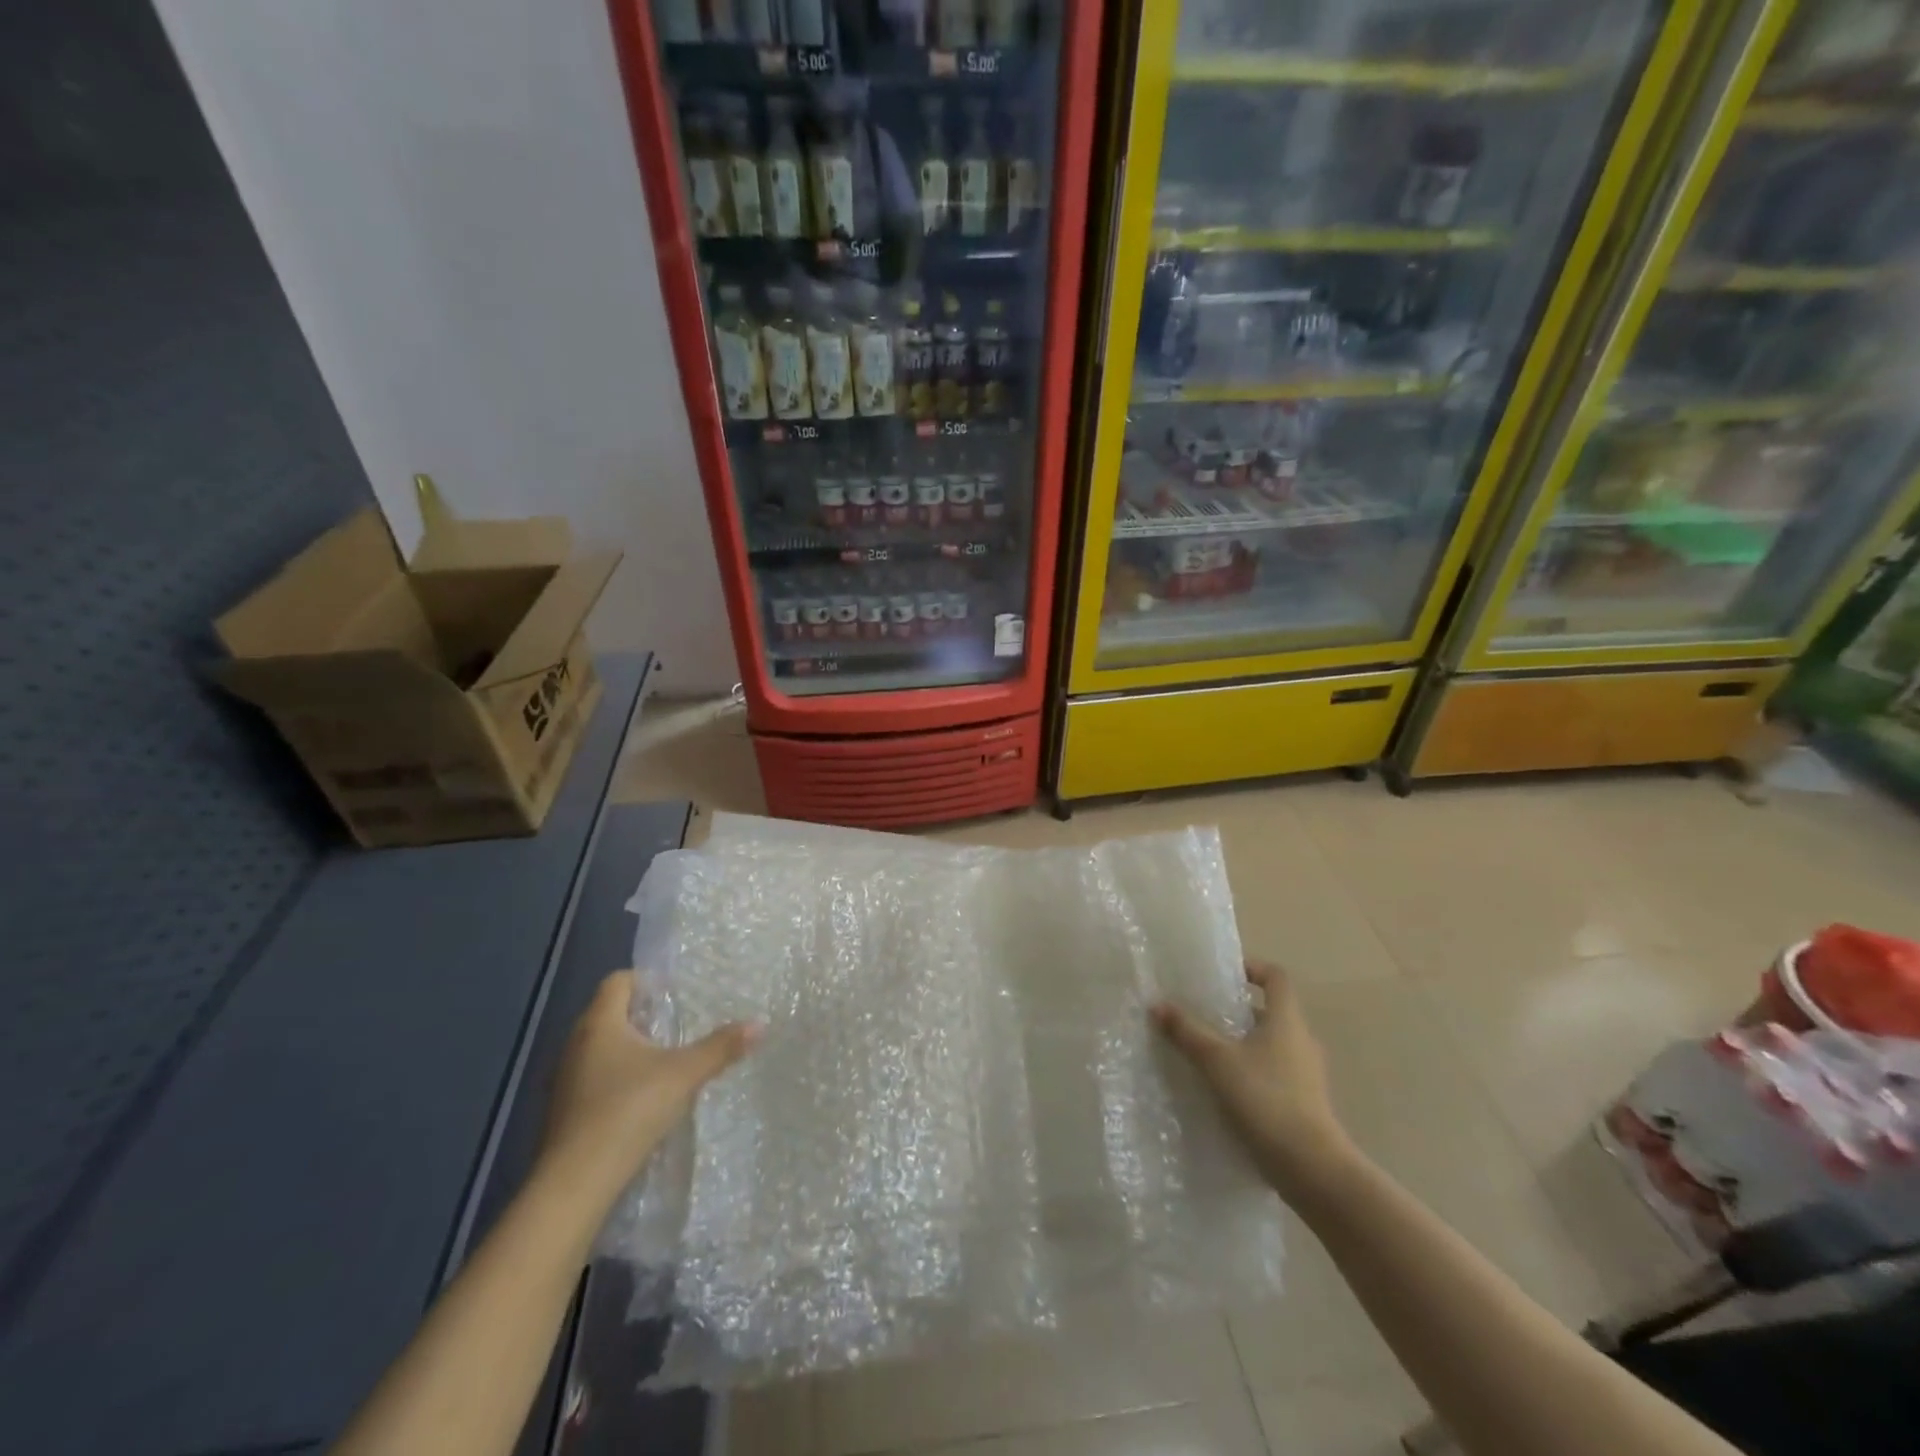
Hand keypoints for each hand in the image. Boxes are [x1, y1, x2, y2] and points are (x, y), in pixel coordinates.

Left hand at [538, 971, 758, 1201]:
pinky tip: (640, 1099)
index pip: (618, 980)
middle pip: (608, 1013)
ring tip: (664, 1062)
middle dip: (642, 1016)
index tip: (675, 993)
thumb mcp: (684, 1074)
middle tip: (677, 1025)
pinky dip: (615, 1079)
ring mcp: (564, 1079)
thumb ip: (721, 1047)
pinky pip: (592, 1078)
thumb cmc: (628, 1110)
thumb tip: (760, 1024)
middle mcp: (575, 1044)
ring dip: (628, 1050)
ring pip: (599, 1048)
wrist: (574, 1184)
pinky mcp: (562, 1111)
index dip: (646, 980)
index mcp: (599, 1023)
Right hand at [1152, 960, 1355, 1202]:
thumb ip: (1187, 1031)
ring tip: (1205, 1053)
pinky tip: (1223, 1090)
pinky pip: (1273, 1075)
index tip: (1223, 974)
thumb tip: (1157, 1004)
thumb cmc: (1266, 1099)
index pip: (1276, 977)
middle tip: (1202, 1014)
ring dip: (1241, 1044)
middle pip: (1269, 1012)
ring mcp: (1306, 1075)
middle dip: (1236, 1011)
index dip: (1252, 968)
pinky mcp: (1303, 1104)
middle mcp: (1301, 1041)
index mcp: (1287, 1021)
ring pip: (1270, 1046)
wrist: (1312, 1168)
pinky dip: (1249, 1073)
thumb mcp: (1217, 1061)